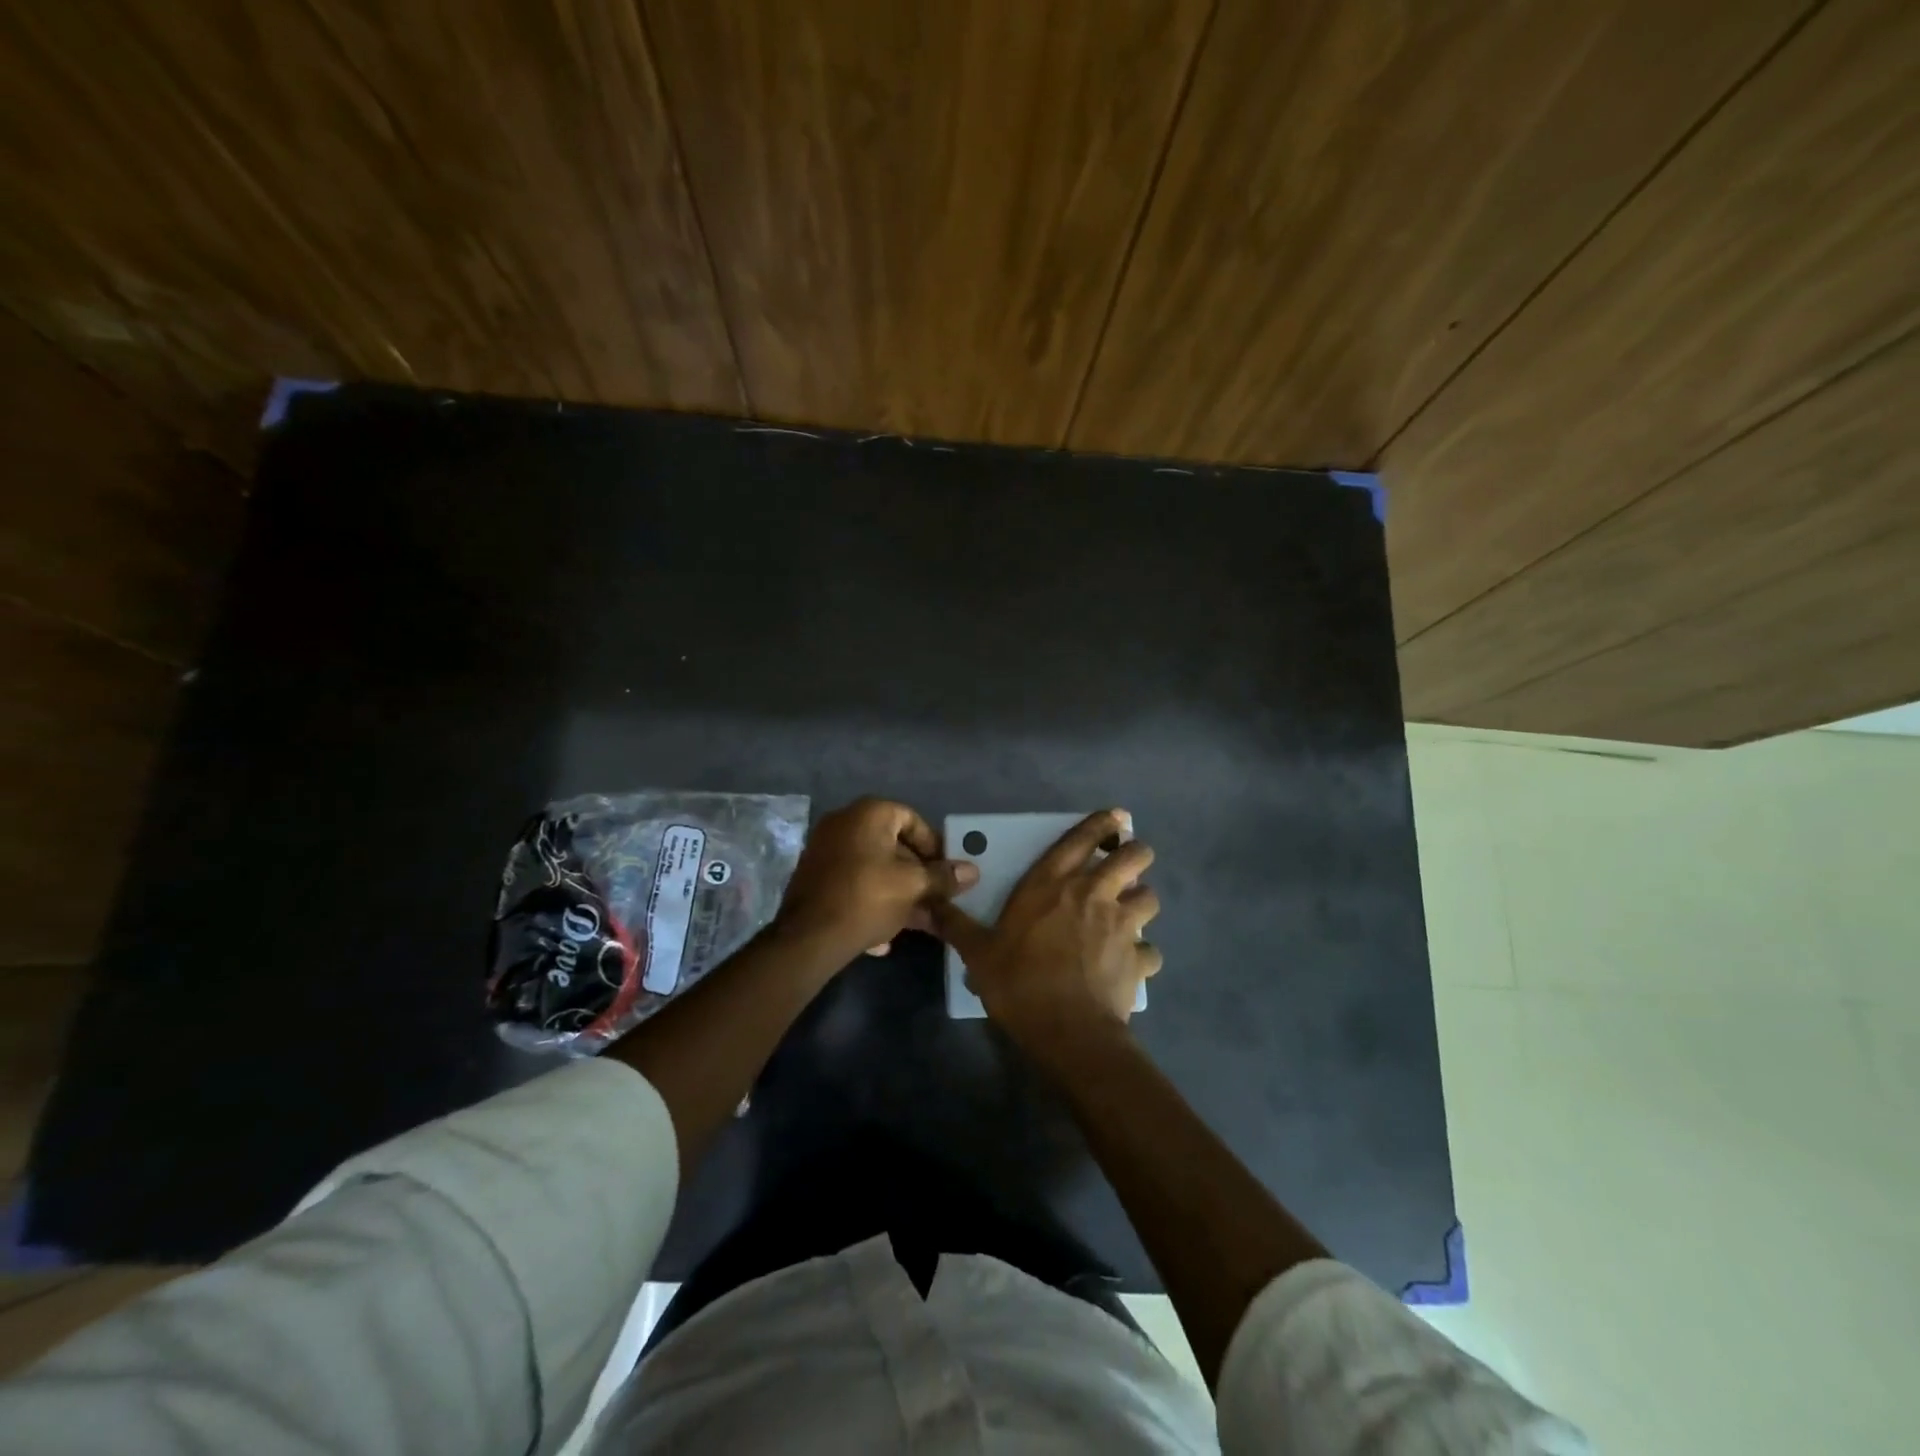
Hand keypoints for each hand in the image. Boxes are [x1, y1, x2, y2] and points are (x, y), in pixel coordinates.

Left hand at [773, 798, 978, 965]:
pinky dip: (872, 902)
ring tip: (918, 921)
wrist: (809, 938)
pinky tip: (884, 937)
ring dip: (899, 893)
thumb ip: (944, 877)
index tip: (947, 872)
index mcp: (868, 814)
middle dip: (918, 875)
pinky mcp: (815, 879)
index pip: (912, 819)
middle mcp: (844, 823)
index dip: (934, 845)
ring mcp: (826, 851)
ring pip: (874, 869)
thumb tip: (972, 871)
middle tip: (936, 898)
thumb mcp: (913, 886)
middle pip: (892, 846)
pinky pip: (854, 884)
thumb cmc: (868, 898)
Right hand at [931, 809, 1161, 1050]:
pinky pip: (1151, 950)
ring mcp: (1122, 925)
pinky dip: (1143, 954)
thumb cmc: (1019, 981)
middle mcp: (1093, 894)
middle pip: (1134, 857)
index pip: (1082, 838)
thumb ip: (956, 925)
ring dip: (1141, 901)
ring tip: (1130, 913)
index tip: (1116, 816)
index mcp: (1052, 883)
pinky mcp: (1138, 958)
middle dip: (1136, 854)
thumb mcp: (977, 953)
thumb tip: (929, 905)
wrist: (1067, 1029)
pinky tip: (1132, 963)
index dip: (1102, 823)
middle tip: (1125, 865)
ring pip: (1150, 897)